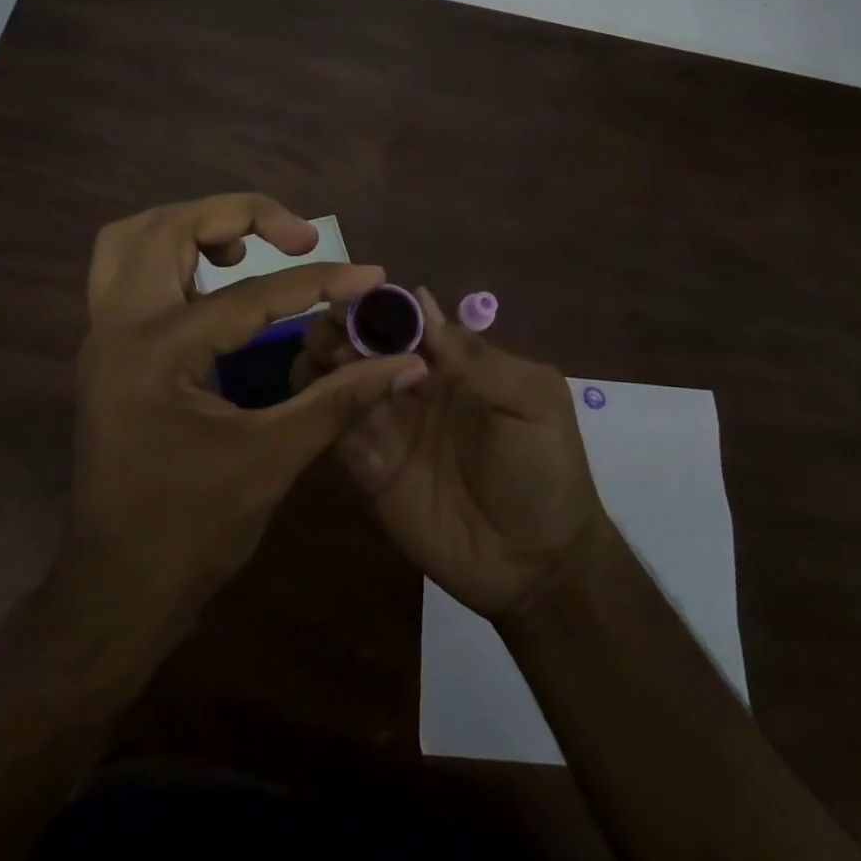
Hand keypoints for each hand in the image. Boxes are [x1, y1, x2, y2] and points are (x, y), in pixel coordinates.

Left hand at [67, 195, 428, 635]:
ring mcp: (101, 334)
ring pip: (135, 238)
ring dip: (193, 225)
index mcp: (156, 351)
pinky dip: (170, 253)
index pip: (251, 295)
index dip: (320, 282)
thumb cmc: (191, 531)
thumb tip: (405, 363)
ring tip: (247, 247)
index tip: (371, 274)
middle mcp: (117, 326)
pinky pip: (126, 269)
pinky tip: (213, 278)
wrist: (116, 589)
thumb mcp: (273, 459)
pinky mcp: (105, 349)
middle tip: (297, 235)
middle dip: (238, 214)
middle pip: (169, 227)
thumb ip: (340, 399)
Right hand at [295, 287, 603, 618]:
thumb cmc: (544, 470)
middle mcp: (410, 386)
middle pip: (362, 343)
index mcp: (449, 363)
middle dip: (341, 327)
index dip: (375, 303)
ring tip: (326, 359)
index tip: (349, 294)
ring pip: (339, 379)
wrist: (537, 566)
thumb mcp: (531, 400)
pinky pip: (334, 428)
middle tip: (332, 329)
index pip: (403, 319)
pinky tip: (317, 394)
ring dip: (324, 360)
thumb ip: (477, 356)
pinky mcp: (367, 467)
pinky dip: (320, 405)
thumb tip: (420, 300)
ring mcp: (387, 426)